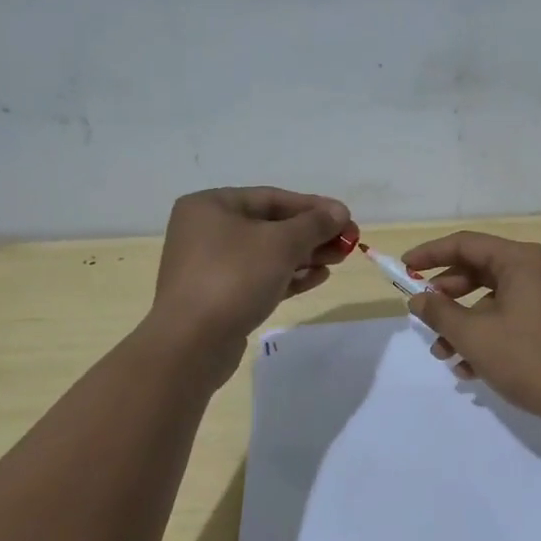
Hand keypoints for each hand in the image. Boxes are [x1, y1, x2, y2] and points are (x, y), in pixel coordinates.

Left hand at [147, 187, 353, 383]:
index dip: (314, 207)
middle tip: (349, 242)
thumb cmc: (234, 278)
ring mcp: (212, 266)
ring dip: (306, 255)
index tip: (347, 218)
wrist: (192, 343)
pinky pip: (261, 277)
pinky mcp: (220, 296)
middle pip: (272, 225)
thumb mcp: (281, 244)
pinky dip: (290, 275)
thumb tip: (340, 212)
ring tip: (339, 259)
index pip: (273, 198)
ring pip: (268, 253)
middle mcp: (207, 230)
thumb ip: (314, 224)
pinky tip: (318, 277)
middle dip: (313, 233)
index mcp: (212, 206)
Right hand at [401, 232, 540, 426]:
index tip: (403, 269)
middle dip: (446, 296)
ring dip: (463, 324)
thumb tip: (418, 298)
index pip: (466, 244)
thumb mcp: (475, 335)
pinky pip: (509, 319)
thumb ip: (440, 312)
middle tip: (423, 315)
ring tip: (443, 355)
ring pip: (491, 300)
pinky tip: (469, 369)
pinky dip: (486, 337)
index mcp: (521, 260)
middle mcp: (536, 270)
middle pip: (478, 271)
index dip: (430, 254)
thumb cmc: (530, 359)